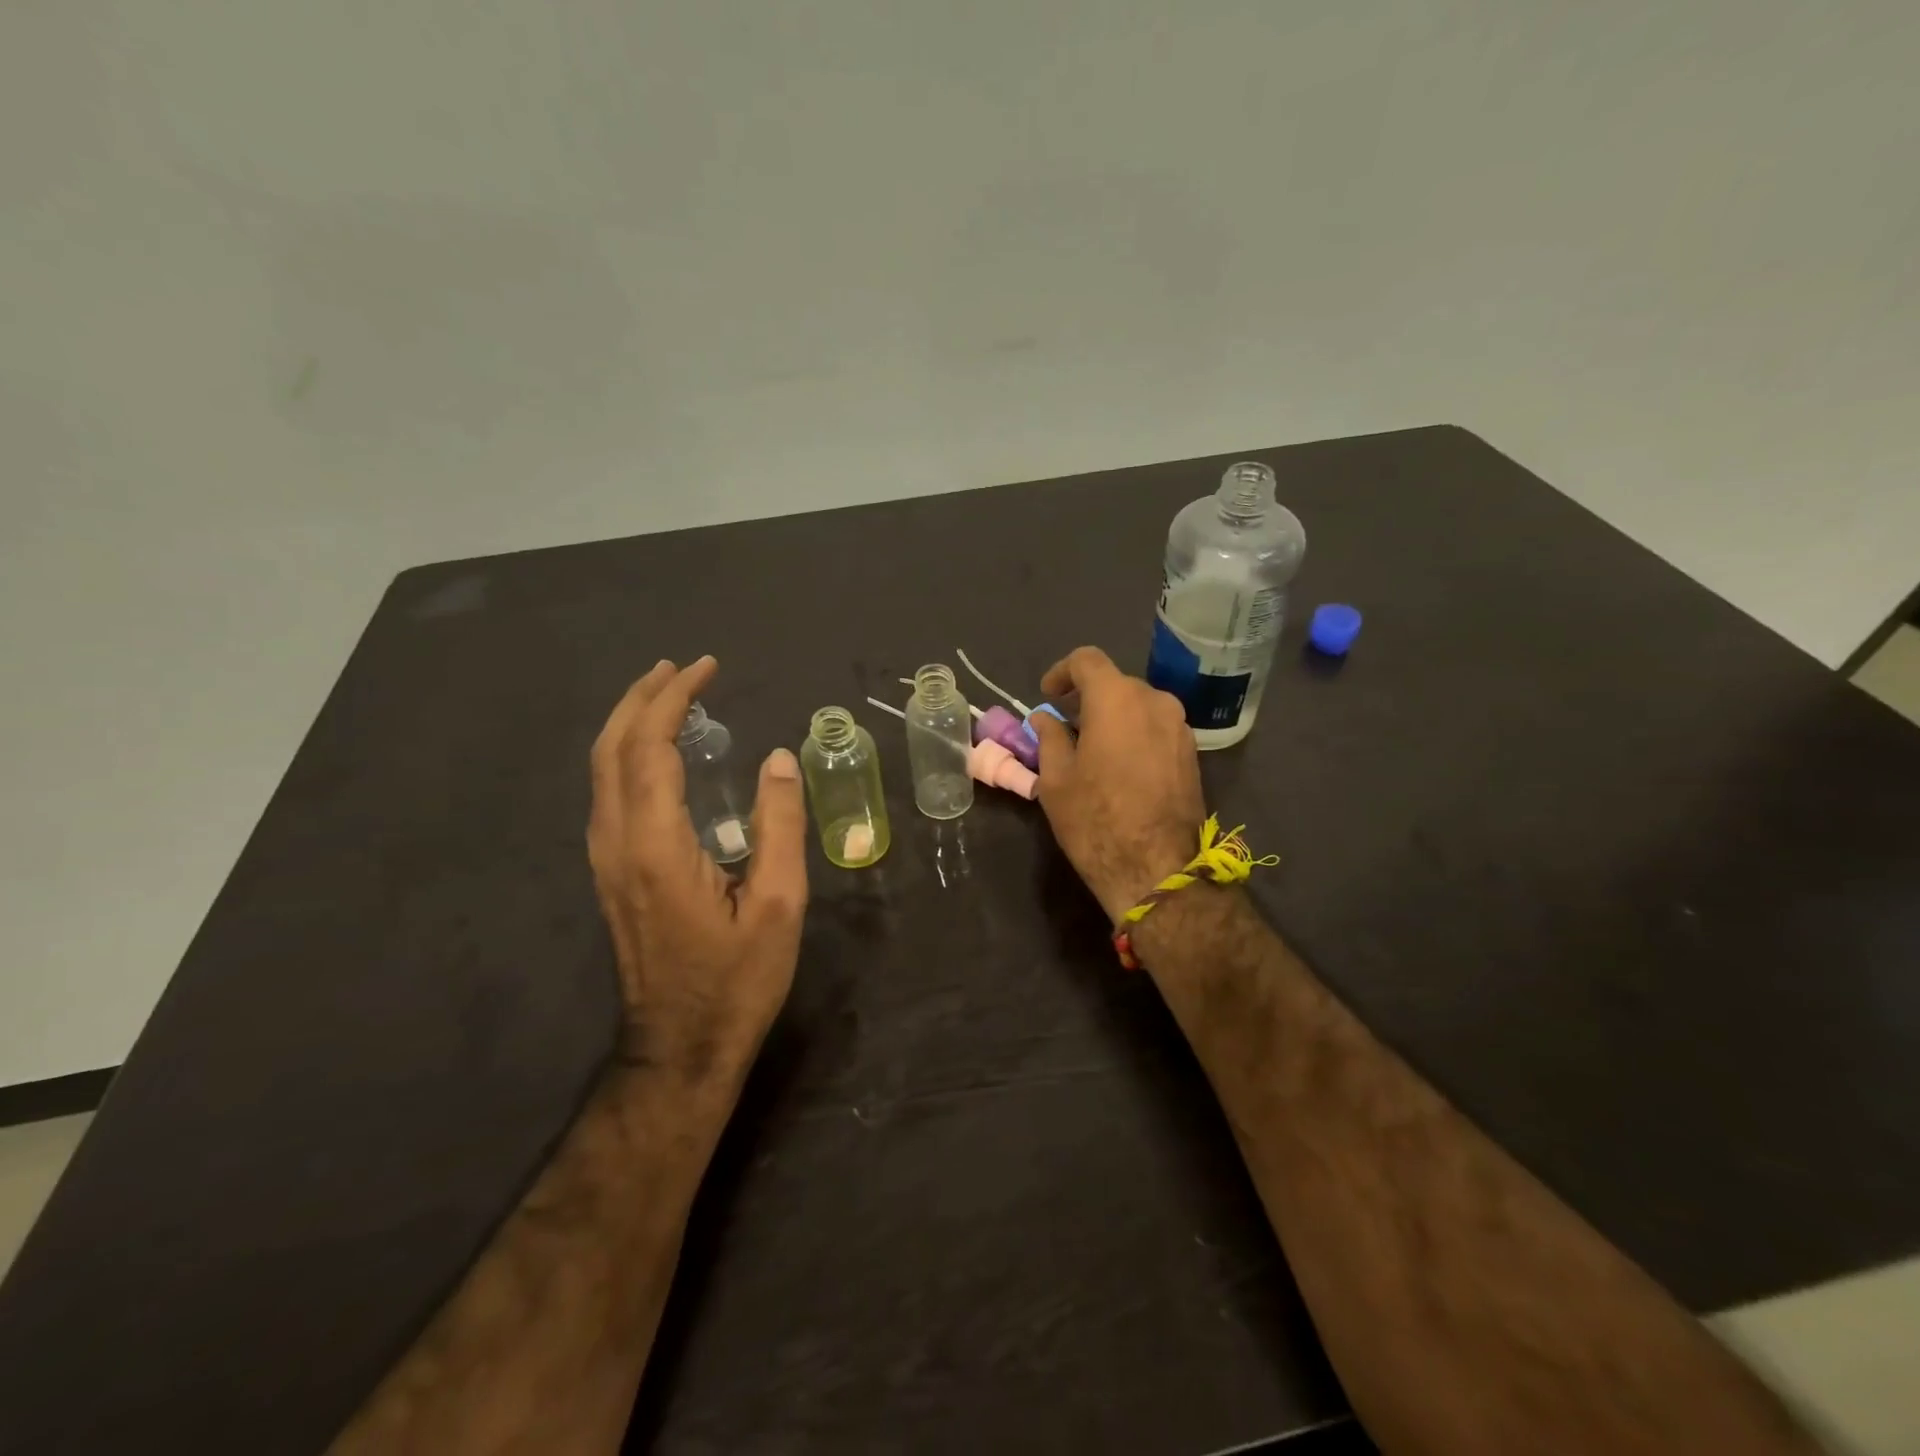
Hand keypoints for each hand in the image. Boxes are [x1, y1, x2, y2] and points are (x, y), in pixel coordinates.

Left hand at [588, 656, 808, 1084]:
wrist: (680, 1048)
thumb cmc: (736, 980)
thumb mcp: (779, 904)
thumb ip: (779, 825)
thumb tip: (777, 758)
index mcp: (656, 845)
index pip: (650, 747)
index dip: (674, 699)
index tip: (707, 668)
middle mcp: (617, 843)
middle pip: (611, 749)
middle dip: (641, 698)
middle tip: (682, 668)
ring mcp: (606, 860)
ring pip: (602, 770)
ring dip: (630, 723)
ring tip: (670, 696)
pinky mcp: (611, 874)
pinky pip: (609, 793)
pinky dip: (629, 755)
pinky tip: (659, 754)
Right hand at [1029, 646, 1205, 922]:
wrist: (1159, 869)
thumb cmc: (1096, 820)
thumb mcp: (1056, 779)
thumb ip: (1050, 738)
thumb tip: (1046, 719)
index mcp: (1117, 699)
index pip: (1087, 660)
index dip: (1062, 672)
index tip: (1047, 696)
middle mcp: (1155, 702)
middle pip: (1116, 683)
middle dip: (1087, 699)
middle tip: (1065, 728)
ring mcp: (1180, 728)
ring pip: (1139, 707)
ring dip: (1113, 718)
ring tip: (1091, 750)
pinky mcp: (1192, 754)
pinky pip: (1156, 729)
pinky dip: (1134, 735)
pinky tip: (1119, 767)